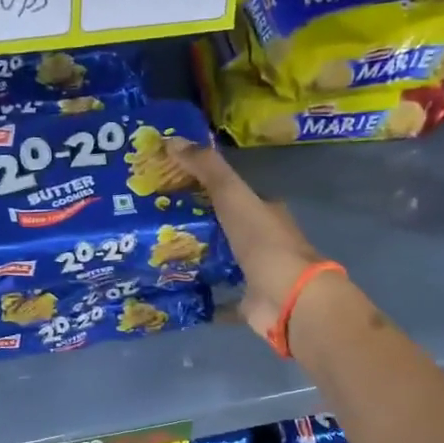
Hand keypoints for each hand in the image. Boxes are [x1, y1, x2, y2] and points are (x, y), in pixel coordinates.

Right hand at [166, 139, 326, 344]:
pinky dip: (201, 295)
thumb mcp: (233, 196)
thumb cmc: (264, 243)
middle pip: (223, 228)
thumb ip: (207, 169)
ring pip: (220, 262)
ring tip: (155, 254)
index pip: (232, 194)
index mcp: (264, 212)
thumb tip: (171, 139)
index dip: (202, 187)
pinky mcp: (247, 303)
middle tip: (154, 221)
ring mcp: (255, 274)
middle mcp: (262, 242)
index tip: (169, 185)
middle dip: (194, 224)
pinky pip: (218, 298)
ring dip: (195, 258)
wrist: (289, 299)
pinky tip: (173, 292)